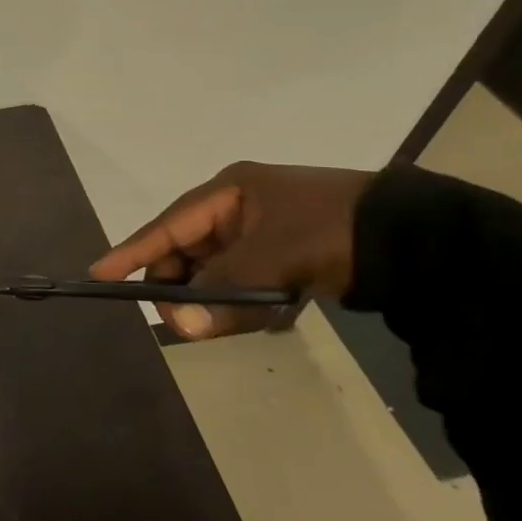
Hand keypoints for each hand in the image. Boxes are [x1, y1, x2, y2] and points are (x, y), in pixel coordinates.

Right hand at [91, 162, 372, 338]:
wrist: (422, 240)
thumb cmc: (335, 231)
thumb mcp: (275, 257)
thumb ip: (224, 290)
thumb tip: (181, 326)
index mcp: (230, 193)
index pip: (167, 225)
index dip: (132, 251)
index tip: (99, 276)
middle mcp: (238, 210)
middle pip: (189, 253)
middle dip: (186, 287)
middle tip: (185, 321)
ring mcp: (263, 234)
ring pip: (218, 274)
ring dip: (223, 299)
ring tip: (249, 316)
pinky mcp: (286, 258)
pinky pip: (247, 284)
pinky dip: (251, 302)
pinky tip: (276, 311)